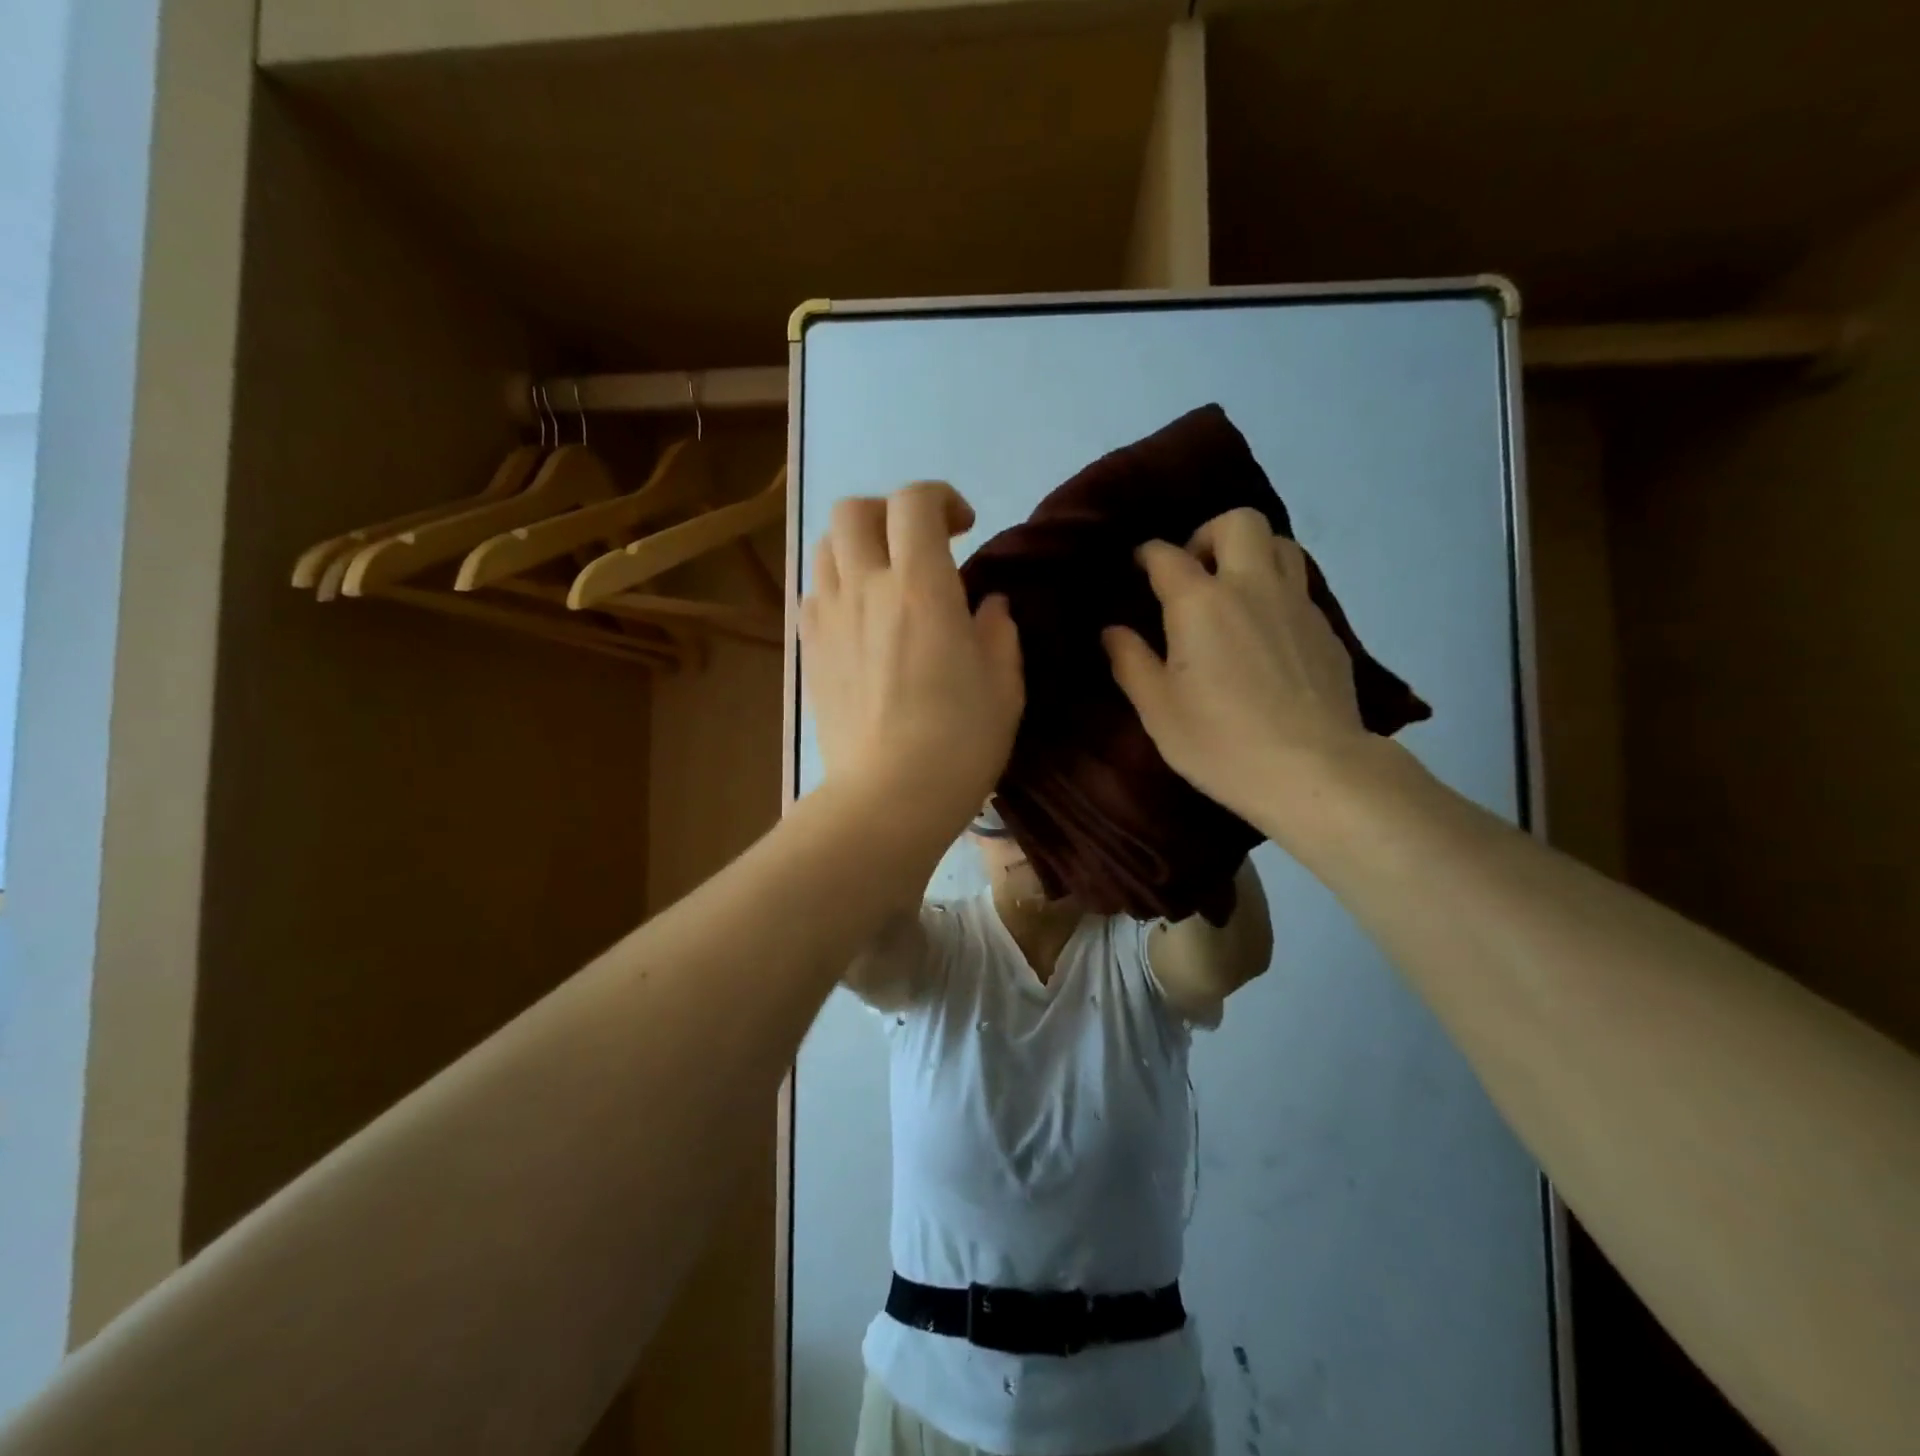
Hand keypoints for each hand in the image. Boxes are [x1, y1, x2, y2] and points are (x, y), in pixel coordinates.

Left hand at [800, 482, 1023, 836]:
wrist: (888, 798)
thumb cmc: (959, 743)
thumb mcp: (1003, 686)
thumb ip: (998, 633)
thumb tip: (988, 607)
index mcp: (921, 587)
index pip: (915, 502)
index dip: (941, 498)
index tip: (964, 527)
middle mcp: (865, 588)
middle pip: (854, 510)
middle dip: (889, 512)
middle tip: (918, 544)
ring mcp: (829, 619)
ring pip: (826, 547)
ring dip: (858, 546)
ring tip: (885, 577)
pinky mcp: (809, 651)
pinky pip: (814, 593)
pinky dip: (838, 586)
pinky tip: (861, 619)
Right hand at [1102, 508, 1369, 826]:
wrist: (1313, 770)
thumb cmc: (1221, 742)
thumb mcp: (1157, 709)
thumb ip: (1130, 661)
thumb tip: (1112, 631)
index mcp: (1201, 602)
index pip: (1166, 555)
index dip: (1147, 554)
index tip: (1138, 565)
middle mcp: (1252, 586)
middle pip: (1238, 522)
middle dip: (1209, 534)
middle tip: (1194, 573)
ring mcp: (1297, 604)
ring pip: (1280, 545)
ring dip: (1251, 554)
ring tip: (1233, 592)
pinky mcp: (1326, 630)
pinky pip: (1300, 587)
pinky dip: (1277, 591)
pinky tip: (1266, 633)